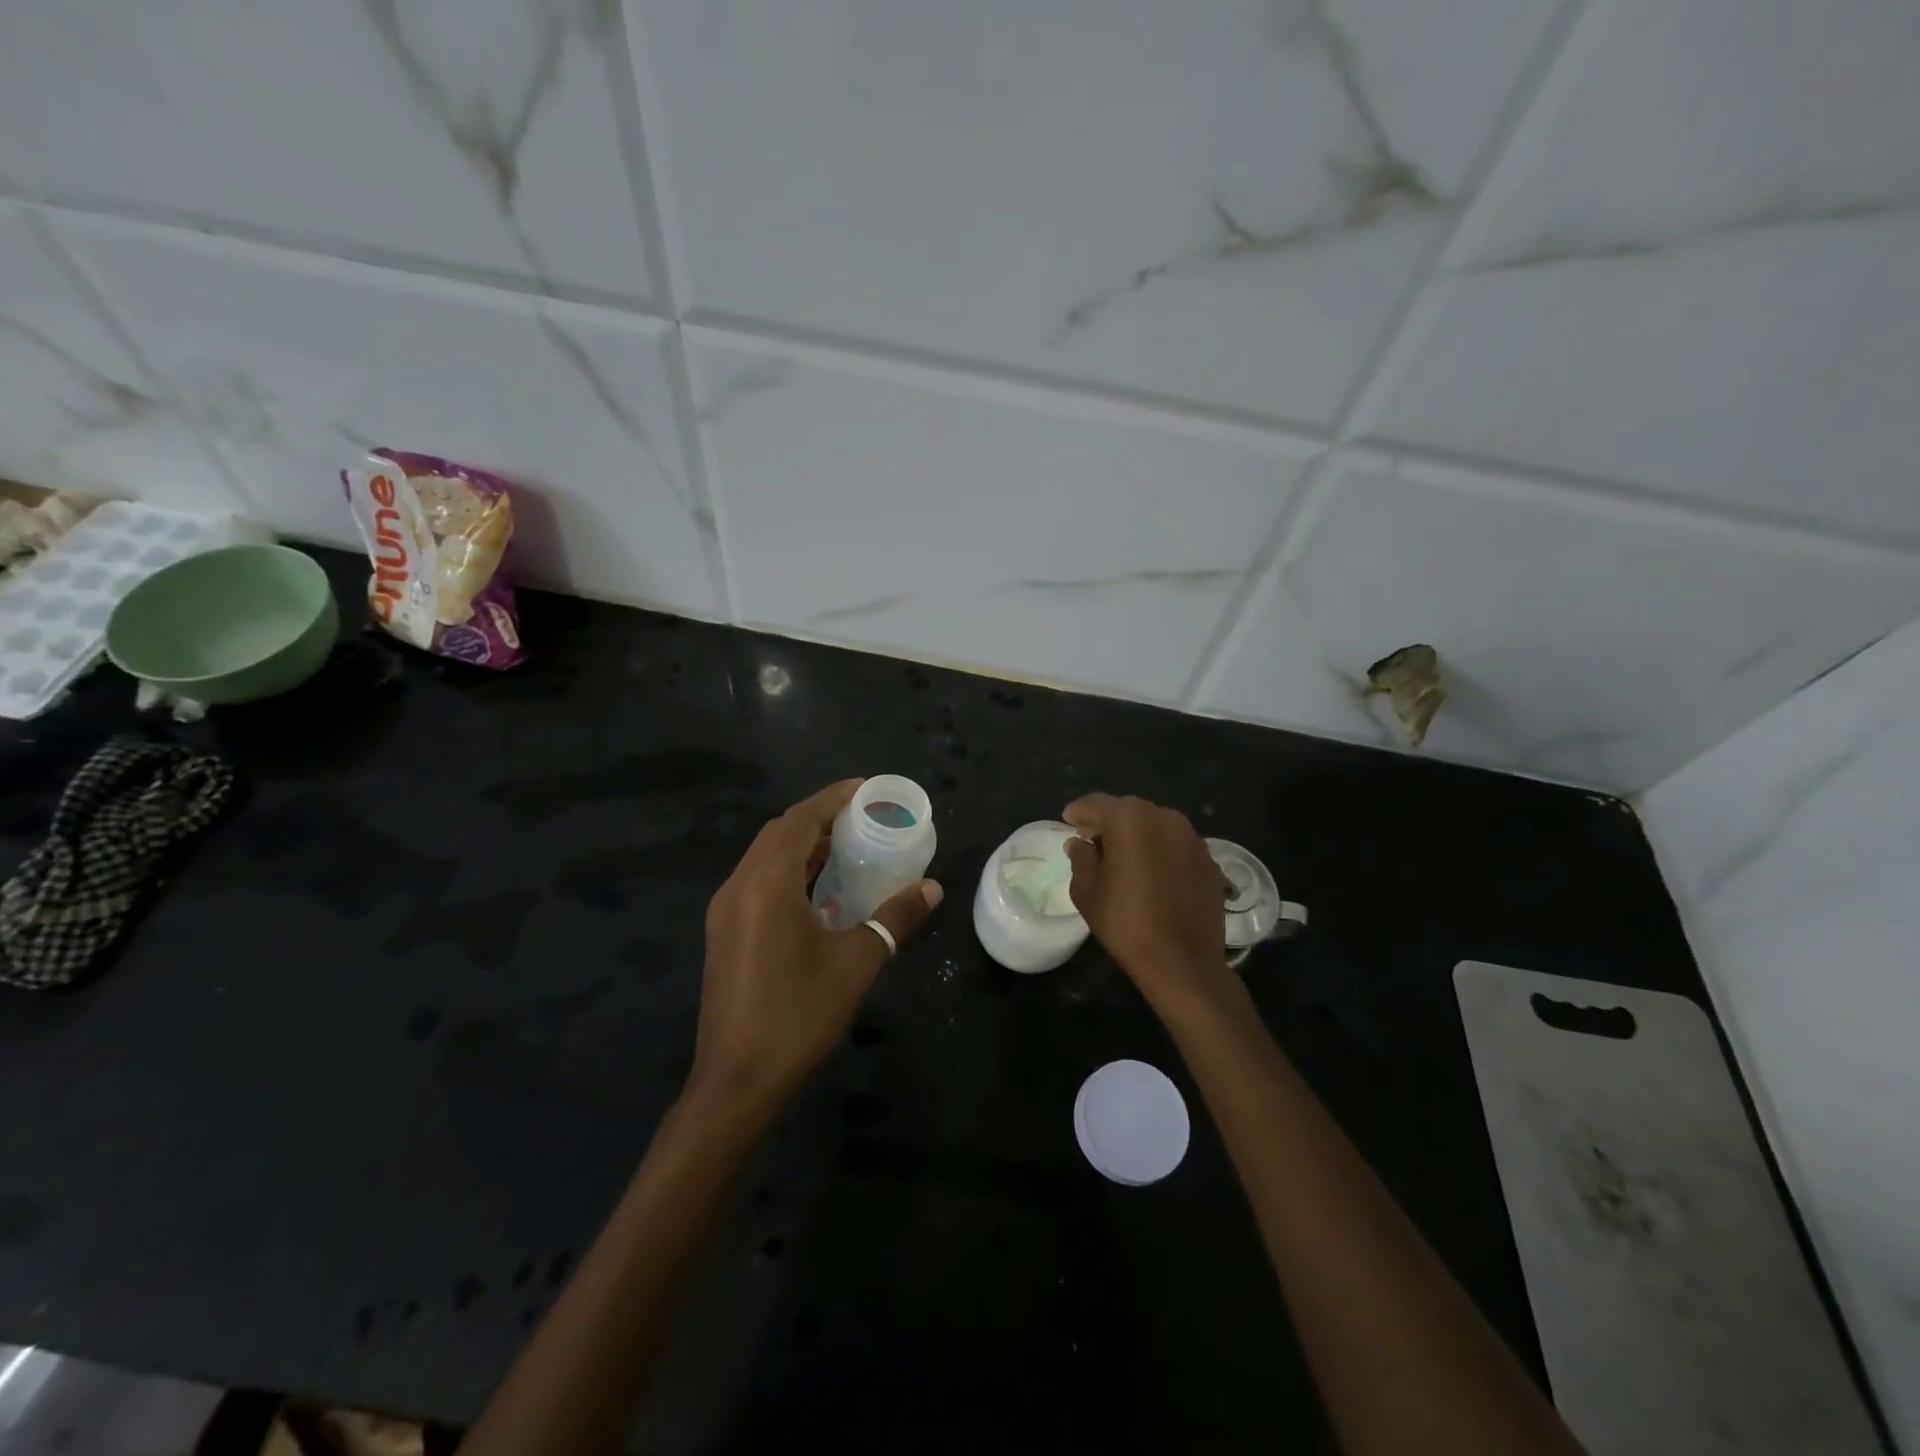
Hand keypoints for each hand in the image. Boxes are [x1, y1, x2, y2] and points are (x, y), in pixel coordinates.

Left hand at [692, 779, 941, 1112]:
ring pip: (765, 857)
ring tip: (847, 846)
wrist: (738, 1082)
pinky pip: (758, 882)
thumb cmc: (799, 1015)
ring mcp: (725, 911)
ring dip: (803, 844)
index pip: (799, 820)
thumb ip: (896, 918)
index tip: (866, 788)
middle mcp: (738, 887)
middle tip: (862, 818)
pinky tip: (820, 890)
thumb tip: (932, 888)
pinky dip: (789, 871)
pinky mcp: (724, 933)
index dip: (832, 798)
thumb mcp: (857, 963)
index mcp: (766, 884)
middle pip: (779, 833)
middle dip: (819, 817)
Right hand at [1063, 792, 1235, 1013]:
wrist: (1183, 962)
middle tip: (1092, 841)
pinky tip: (1153, 873)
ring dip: (1137, 834)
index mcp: (1130, 820)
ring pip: (1155, 824)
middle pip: (1128, 810)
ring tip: (1123, 857)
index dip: (1079, 812)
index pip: (1096, 803)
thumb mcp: (1087, 891)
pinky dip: (1160, 850)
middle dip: (1108, 821)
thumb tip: (1080, 843)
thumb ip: (1081, 858)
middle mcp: (1165, 818)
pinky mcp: (1209, 859)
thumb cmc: (1126, 924)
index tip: (1068, 822)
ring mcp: (1192, 838)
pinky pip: (1176, 844)